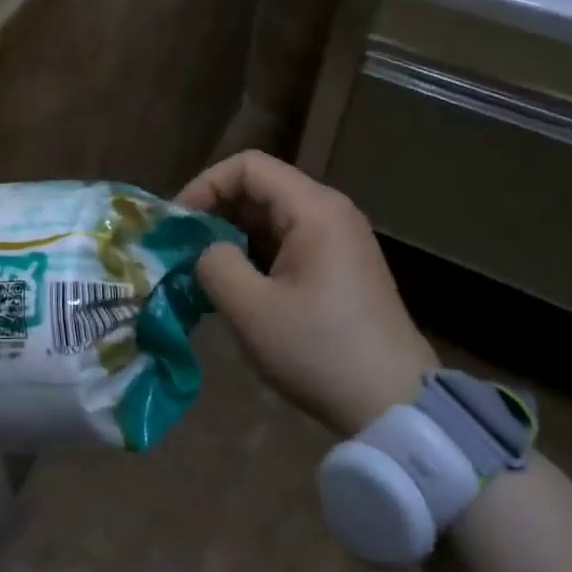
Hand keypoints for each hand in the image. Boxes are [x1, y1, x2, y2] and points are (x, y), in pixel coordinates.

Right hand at [178, 151, 437, 437]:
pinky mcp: (340, 265)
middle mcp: (330, 211)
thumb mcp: (252, 310)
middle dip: (215, 210)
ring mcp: (339, 238)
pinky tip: (235, 282)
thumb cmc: (320, 351)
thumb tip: (206, 250)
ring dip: (232, 232)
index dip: (205, 185)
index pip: (247, 166)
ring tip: (201, 265)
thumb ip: (215, 265)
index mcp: (314, 209)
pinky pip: (288, 239)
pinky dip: (255, 251)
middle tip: (181, 246)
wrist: (394, 404)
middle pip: (261, 187)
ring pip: (272, 215)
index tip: (177, 224)